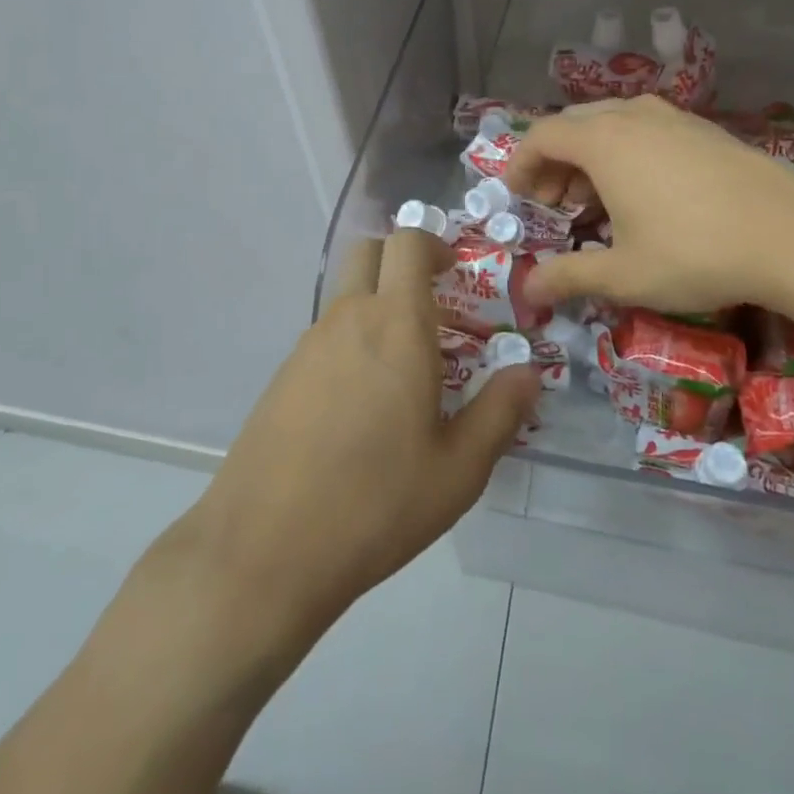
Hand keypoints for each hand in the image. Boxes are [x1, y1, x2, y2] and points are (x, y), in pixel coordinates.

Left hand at [179, 230, 540, 643]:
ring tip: (404, 371)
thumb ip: (500, 412)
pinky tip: (361, 407)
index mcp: (396, 324)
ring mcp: (308, 345)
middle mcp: (348, 319)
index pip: (407, 244)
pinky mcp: (282, 376)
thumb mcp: (458, 469)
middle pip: (369, 253)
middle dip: (401, 262)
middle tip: (432, 307)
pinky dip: (351, 344)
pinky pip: (325, 337)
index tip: (455, 273)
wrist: (264, 549)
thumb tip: (528, 373)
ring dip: (377, 307)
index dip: (433, 245)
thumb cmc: (376, 502)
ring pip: (347, 297)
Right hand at [505, 96, 793, 314]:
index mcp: (603, 141)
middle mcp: (633, 117)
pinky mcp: (705, 129)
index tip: (517, 196)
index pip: (542, 135)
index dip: (520, 163)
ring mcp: (673, 118)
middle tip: (554, 203)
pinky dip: (626, 152)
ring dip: (590, 156)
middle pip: (574, 124)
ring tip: (596, 200)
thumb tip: (527, 292)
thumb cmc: (695, 252)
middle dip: (554, 161)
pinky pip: (646, 129)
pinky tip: (644, 192)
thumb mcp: (623, 274)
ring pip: (612, 123)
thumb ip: (568, 277)